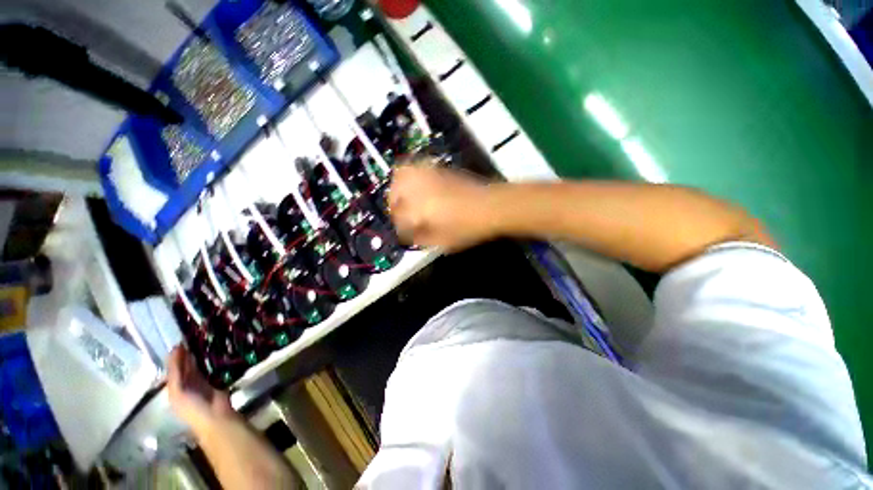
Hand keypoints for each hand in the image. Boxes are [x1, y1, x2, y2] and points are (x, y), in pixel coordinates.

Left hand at [167, 346, 233, 432]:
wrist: (214, 416)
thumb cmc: (192, 405)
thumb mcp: (178, 390)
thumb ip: (175, 371)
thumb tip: (175, 348)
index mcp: (173, 387)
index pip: (172, 368)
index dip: (175, 355)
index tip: (181, 339)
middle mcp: (185, 383)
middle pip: (184, 365)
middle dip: (187, 353)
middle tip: (193, 336)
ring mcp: (200, 381)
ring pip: (197, 364)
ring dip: (199, 354)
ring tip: (204, 339)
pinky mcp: (214, 379)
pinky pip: (210, 366)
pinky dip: (210, 358)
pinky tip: (213, 348)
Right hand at [388, 164, 500, 251]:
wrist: (490, 206)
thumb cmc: (468, 228)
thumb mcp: (443, 242)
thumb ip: (423, 239)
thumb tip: (411, 235)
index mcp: (418, 211)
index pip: (399, 219)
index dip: (401, 229)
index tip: (406, 235)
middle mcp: (418, 190)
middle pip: (394, 192)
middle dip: (394, 205)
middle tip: (400, 214)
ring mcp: (428, 177)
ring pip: (402, 175)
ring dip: (399, 187)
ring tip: (404, 197)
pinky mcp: (438, 170)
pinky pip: (417, 167)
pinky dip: (411, 176)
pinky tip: (418, 186)